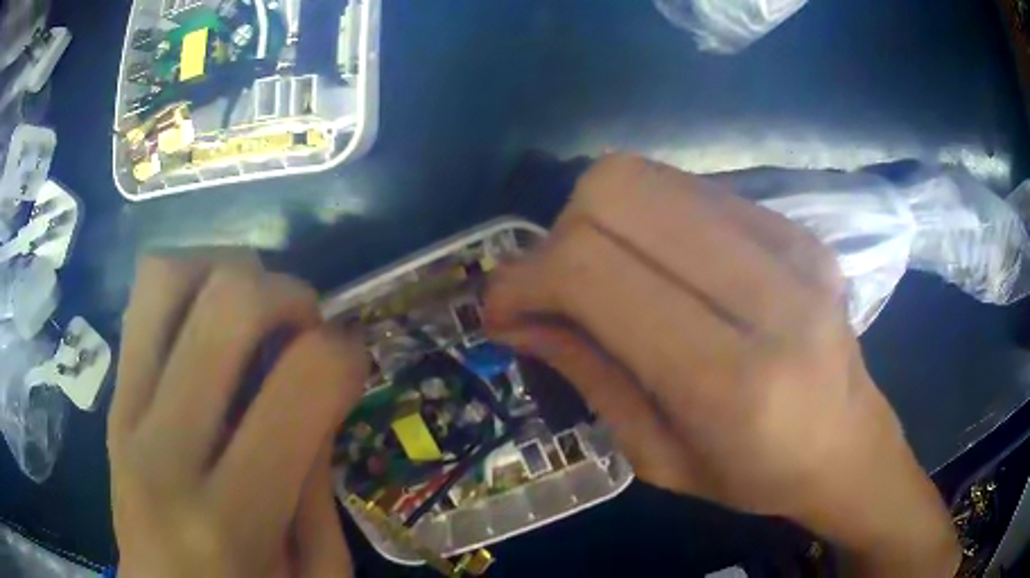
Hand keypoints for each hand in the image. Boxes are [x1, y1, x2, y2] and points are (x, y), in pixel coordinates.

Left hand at [108, 255, 365, 576]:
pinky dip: (189, 286)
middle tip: (305, 326)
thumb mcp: (315, 574)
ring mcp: (125, 413)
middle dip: (288, 294)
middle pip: (227, 301)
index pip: (302, 381)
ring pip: (169, 277)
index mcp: (230, 519)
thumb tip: (321, 389)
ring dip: (228, 273)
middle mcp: (164, 450)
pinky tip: (209, 324)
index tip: (354, 362)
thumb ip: (318, 487)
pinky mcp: (111, 398)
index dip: (347, 352)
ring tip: (253, 313)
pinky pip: (143, 300)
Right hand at [485, 155, 958, 575]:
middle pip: (617, 193)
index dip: (525, 277)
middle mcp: (771, 290)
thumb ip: (585, 373)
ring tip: (605, 275)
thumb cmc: (755, 476)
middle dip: (559, 236)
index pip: (594, 269)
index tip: (501, 308)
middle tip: (558, 290)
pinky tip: (660, 263)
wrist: (849, 443)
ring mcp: (791, 243)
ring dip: (599, 220)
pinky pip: (689, 189)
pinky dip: (648, 217)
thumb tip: (513, 313)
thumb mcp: (657, 457)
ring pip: (648, 177)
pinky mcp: (795, 224)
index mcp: (733, 378)